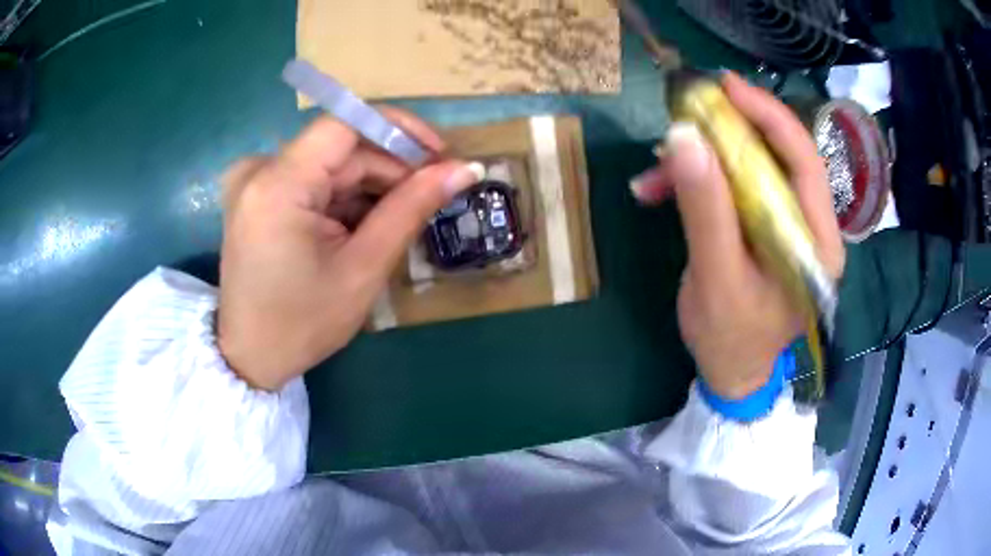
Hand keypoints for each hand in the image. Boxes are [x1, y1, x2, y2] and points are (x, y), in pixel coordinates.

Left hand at [217, 109, 484, 390]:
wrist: (250, 357)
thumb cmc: (303, 323)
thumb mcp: (363, 268)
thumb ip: (412, 208)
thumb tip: (466, 169)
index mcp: (278, 185)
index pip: (346, 123)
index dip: (399, 129)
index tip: (440, 154)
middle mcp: (259, 170)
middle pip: (340, 147)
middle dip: (389, 168)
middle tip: (431, 196)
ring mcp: (254, 181)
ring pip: (330, 164)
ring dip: (369, 186)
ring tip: (399, 220)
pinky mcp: (257, 195)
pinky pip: (312, 180)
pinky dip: (344, 197)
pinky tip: (362, 227)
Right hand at [630, 73, 844, 398]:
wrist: (730, 372)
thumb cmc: (731, 337)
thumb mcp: (716, 277)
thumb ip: (706, 209)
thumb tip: (683, 138)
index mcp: (817, 241)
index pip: (804, 160)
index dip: (768, 116)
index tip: (725, 86)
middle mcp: (810, 226)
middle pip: (776, 156)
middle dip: (728, 132)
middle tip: (685, 113)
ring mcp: (788, 225)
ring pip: (751, 168)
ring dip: (704, 160)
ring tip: (656, 171)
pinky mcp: (766, 227)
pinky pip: (736, 187)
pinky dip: (700, 182)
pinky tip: (662, 189)